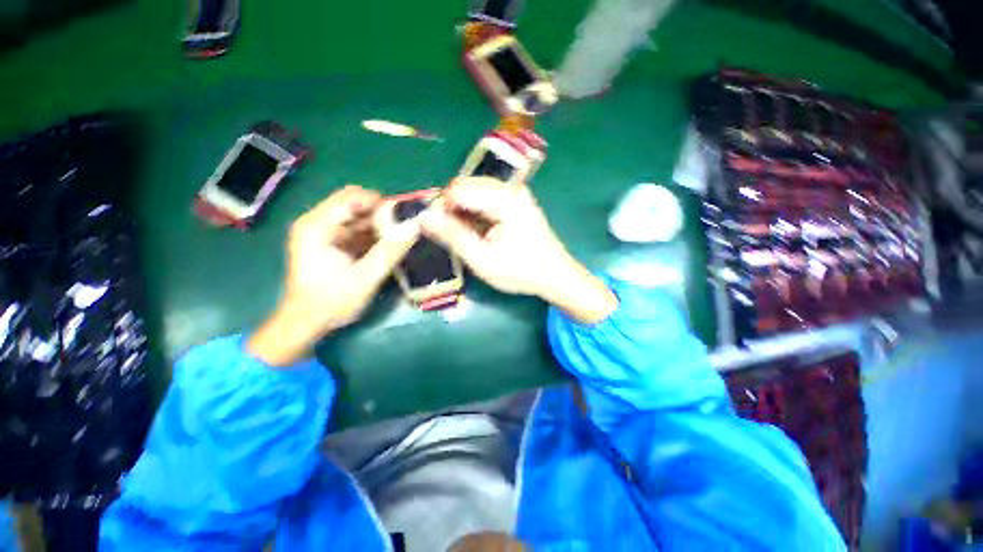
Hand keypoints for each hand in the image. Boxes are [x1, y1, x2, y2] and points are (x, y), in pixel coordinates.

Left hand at [248, 186, 419, 365]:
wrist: (306, 323)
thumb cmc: (331, 302)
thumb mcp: (366, 277)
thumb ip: (390, 250)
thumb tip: (415, 227)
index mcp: (317, 226)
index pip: (352, 197)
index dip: (380, 202)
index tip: (404, 216)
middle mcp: (318, 223)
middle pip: (356, 205)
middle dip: (383, 215)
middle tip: (405, 229)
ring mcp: (325, 233)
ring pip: (359, 218)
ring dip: (381, 226)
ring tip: (401, 238)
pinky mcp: (332, 243)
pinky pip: (358, 231)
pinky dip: (375, 236)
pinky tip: (389, 246)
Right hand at [420, 177, 616, 323]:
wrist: (555, 275)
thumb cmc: (520, 271)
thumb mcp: (482, 259)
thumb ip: (452, 236)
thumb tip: (422, 217)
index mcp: (504, 199)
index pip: (457, 189)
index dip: (442, 209)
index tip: (440, 232)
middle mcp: (510, 188)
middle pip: (465, 187)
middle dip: (452, 210)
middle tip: (454, 238)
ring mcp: (515, 192)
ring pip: (473, 192)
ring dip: (463, 212)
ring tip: (469, 238)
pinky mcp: (516, 200)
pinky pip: (485, 198)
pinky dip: (475, 214)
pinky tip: (480, 233)